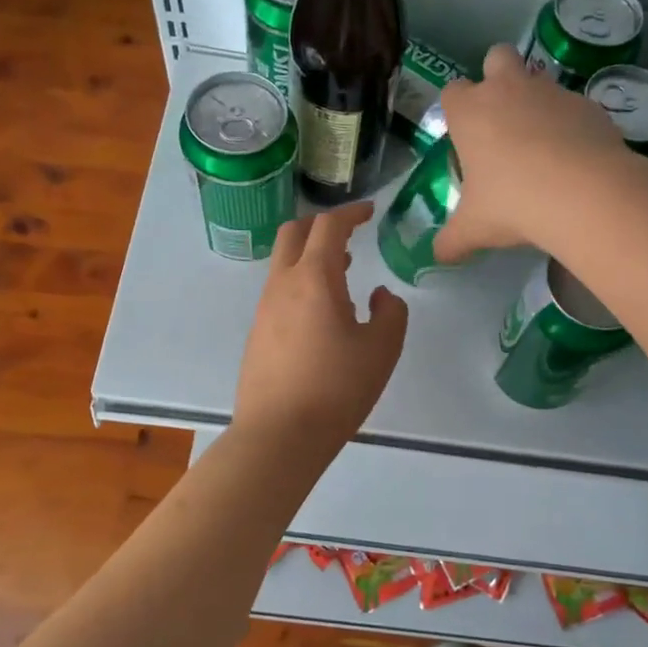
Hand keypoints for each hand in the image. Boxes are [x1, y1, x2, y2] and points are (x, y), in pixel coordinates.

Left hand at [234, 201, 408, 449]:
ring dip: (311, 257)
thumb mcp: (381, 350)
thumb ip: (390, 313)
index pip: (329, 226)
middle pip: (294, 233)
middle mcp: (282, 285)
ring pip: (284, 264)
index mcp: (314, 278)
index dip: (351, 212)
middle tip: (349, 234)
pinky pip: (279, 292)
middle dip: (322, 225)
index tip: (369, 211)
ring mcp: (264, 309)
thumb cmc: (336, 388)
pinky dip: (301, 284)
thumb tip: (379, 295)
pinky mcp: (257, 334)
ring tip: (342, 273)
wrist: (279, 435)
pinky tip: (321, 314)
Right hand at [433, 44, 634, 263]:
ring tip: (541, 147)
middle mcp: (508, 89)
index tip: (464, 137)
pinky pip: (574, 106)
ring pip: (539, 79)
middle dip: (497, 77)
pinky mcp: (589, 105)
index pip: (452, 91)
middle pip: (497, 57)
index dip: (456, 110)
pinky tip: (574, 159)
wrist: (584, 194)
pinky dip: (571, 125)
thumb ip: (452, 240)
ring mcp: (552, 92)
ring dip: (536, 102)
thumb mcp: (474, 228)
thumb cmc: (513, 203)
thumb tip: (437, 256)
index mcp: (470, 111)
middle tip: (502, 121)